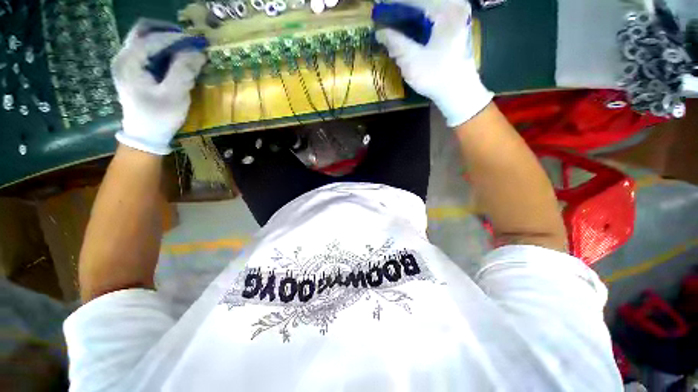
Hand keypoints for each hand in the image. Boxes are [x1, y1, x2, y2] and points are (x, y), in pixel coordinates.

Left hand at [112, 19, 205, 154]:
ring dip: (166, 41)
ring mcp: (126, 63)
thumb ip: (184, 71)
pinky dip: (162, 51)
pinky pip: (147, 51)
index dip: (177, 38)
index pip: (153, 38)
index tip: (199, 43)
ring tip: (185, 50)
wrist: (145, 135)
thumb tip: (198, 52)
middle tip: (188, 41)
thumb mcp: (174, 95)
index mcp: (129, 62)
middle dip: (168, 32)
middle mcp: (124, 57)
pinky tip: (175, 60)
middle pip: (143, 31)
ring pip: (145, 39)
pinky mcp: (133, 70)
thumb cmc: (159, 117)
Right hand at [375, 1, 492, 126]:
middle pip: (424, 2)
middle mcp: (455, 6)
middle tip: (386, 15)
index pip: (416, 0)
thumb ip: (396, 43)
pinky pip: (434, 16)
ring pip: (429, 8)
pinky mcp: (456, 26)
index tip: (379, 8)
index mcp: (447, 10)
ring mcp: (458, 15)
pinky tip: (409, 27)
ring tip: (394, 21)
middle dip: (403, 8)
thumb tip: (379, 32)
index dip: (395, 3)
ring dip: (411, 14)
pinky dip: (420, 20)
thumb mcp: (412, 61)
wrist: (459, 92)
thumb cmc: (437, 77)